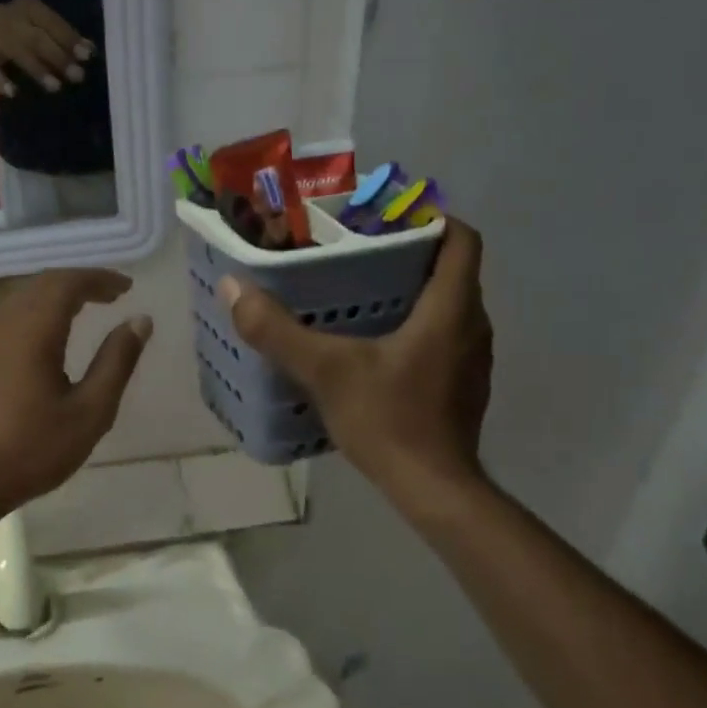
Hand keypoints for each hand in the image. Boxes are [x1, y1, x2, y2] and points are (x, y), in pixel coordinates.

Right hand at [0, 0, 94, 97]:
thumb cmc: (16, 25)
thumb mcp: (37, 23)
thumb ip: (61, 36)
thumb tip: (90, 50)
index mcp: (30, 7)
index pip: (53, 22)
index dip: (70, 39)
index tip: (88, 55)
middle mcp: (13, 19)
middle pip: (38, 39)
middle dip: (59, 57)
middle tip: (77, 76)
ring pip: (19, 52)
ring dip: (38, 70)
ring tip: (56, 87)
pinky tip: (12, 93)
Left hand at [0, 269, 151, 522]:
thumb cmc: (29, 451)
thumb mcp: (89, 412)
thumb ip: (116, 362)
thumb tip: (139, 320)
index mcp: (31, 329)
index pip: (67, 282)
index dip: (99, 279)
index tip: (126, 287)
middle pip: (41, 287)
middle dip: (78, 286)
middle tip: (110, 296)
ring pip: (18, 303)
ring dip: (51, 301)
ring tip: (80, 314)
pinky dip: (27, 319)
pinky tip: (34, 342)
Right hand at [219, 220, 492, 501]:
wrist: (433, 490)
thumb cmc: (390, 421)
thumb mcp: (326, 371)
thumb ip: (278, 330)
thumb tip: (233, 288)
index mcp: (451, 309)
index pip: (461, 238)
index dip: (431, 218)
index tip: (386, 217)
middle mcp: (473, 326)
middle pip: (451, 270)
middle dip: (409, 254)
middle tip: (358, 252)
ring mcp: (473, 360)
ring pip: (448, 306)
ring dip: (413, 292)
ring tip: (361, 293)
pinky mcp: (464, 386)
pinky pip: (443, 337)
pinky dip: (416, 327)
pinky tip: (375, 346)